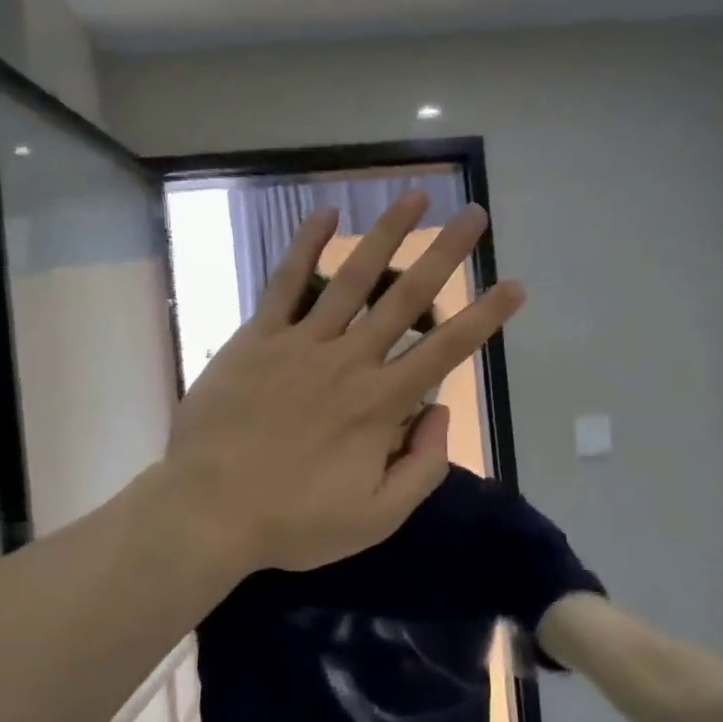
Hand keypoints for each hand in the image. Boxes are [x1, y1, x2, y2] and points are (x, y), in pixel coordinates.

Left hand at [162, 191, 524, 575]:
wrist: (208, 513)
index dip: (485, 316)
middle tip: (474, 216)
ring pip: (352, 278)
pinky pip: (285, 283)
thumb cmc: (294, 522)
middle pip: (406, 298)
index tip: (514, 285)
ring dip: (387, 235)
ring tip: (414, 199)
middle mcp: (349, 361)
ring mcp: (301, 344)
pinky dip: (305, 247)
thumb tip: (440, 411)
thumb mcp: (377, 518)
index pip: (446, 350)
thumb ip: (423, 467)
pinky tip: (325, 214)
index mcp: (381, 404)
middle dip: (445, 254)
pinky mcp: (258, 338)